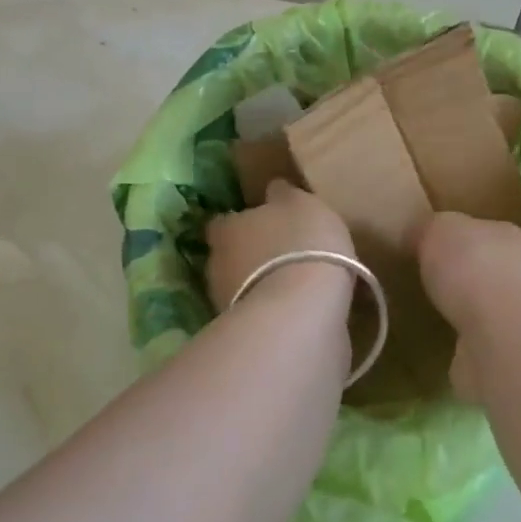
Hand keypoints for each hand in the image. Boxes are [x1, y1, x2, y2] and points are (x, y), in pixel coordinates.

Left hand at [205, 179, 353, 311]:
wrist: (303, 310)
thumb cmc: (302, 243)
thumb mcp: (301, 203)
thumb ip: (285, 195)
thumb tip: (272, 188)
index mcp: (227, 228)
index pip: (223, 222)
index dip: (241, 223)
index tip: (263, 223)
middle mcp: (217, 264)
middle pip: (230, 256)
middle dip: (251, 256)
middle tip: (282, 253)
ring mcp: (227, 302)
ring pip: (244, 287)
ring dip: (263, 285)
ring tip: (295, 284)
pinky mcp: (248, 333)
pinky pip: (261, 314)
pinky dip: (275, 310)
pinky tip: (300, 308)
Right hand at [417, 213, 520, 401]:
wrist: (501, 338)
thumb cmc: (474, 269)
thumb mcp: (440, 228)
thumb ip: (431, 228)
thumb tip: (419, 233)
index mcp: (507, 237)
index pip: (478, 231)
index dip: (452, 238)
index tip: (424, 247)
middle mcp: (519, 275)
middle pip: (482, 270)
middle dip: (458, 276)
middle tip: (422, 281)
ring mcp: (515, 319)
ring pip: (481, 309)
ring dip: (461, 312)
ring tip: (427, 314)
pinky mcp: (503, 356)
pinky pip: (475, 344)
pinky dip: (460, 345)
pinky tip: (438, 345)